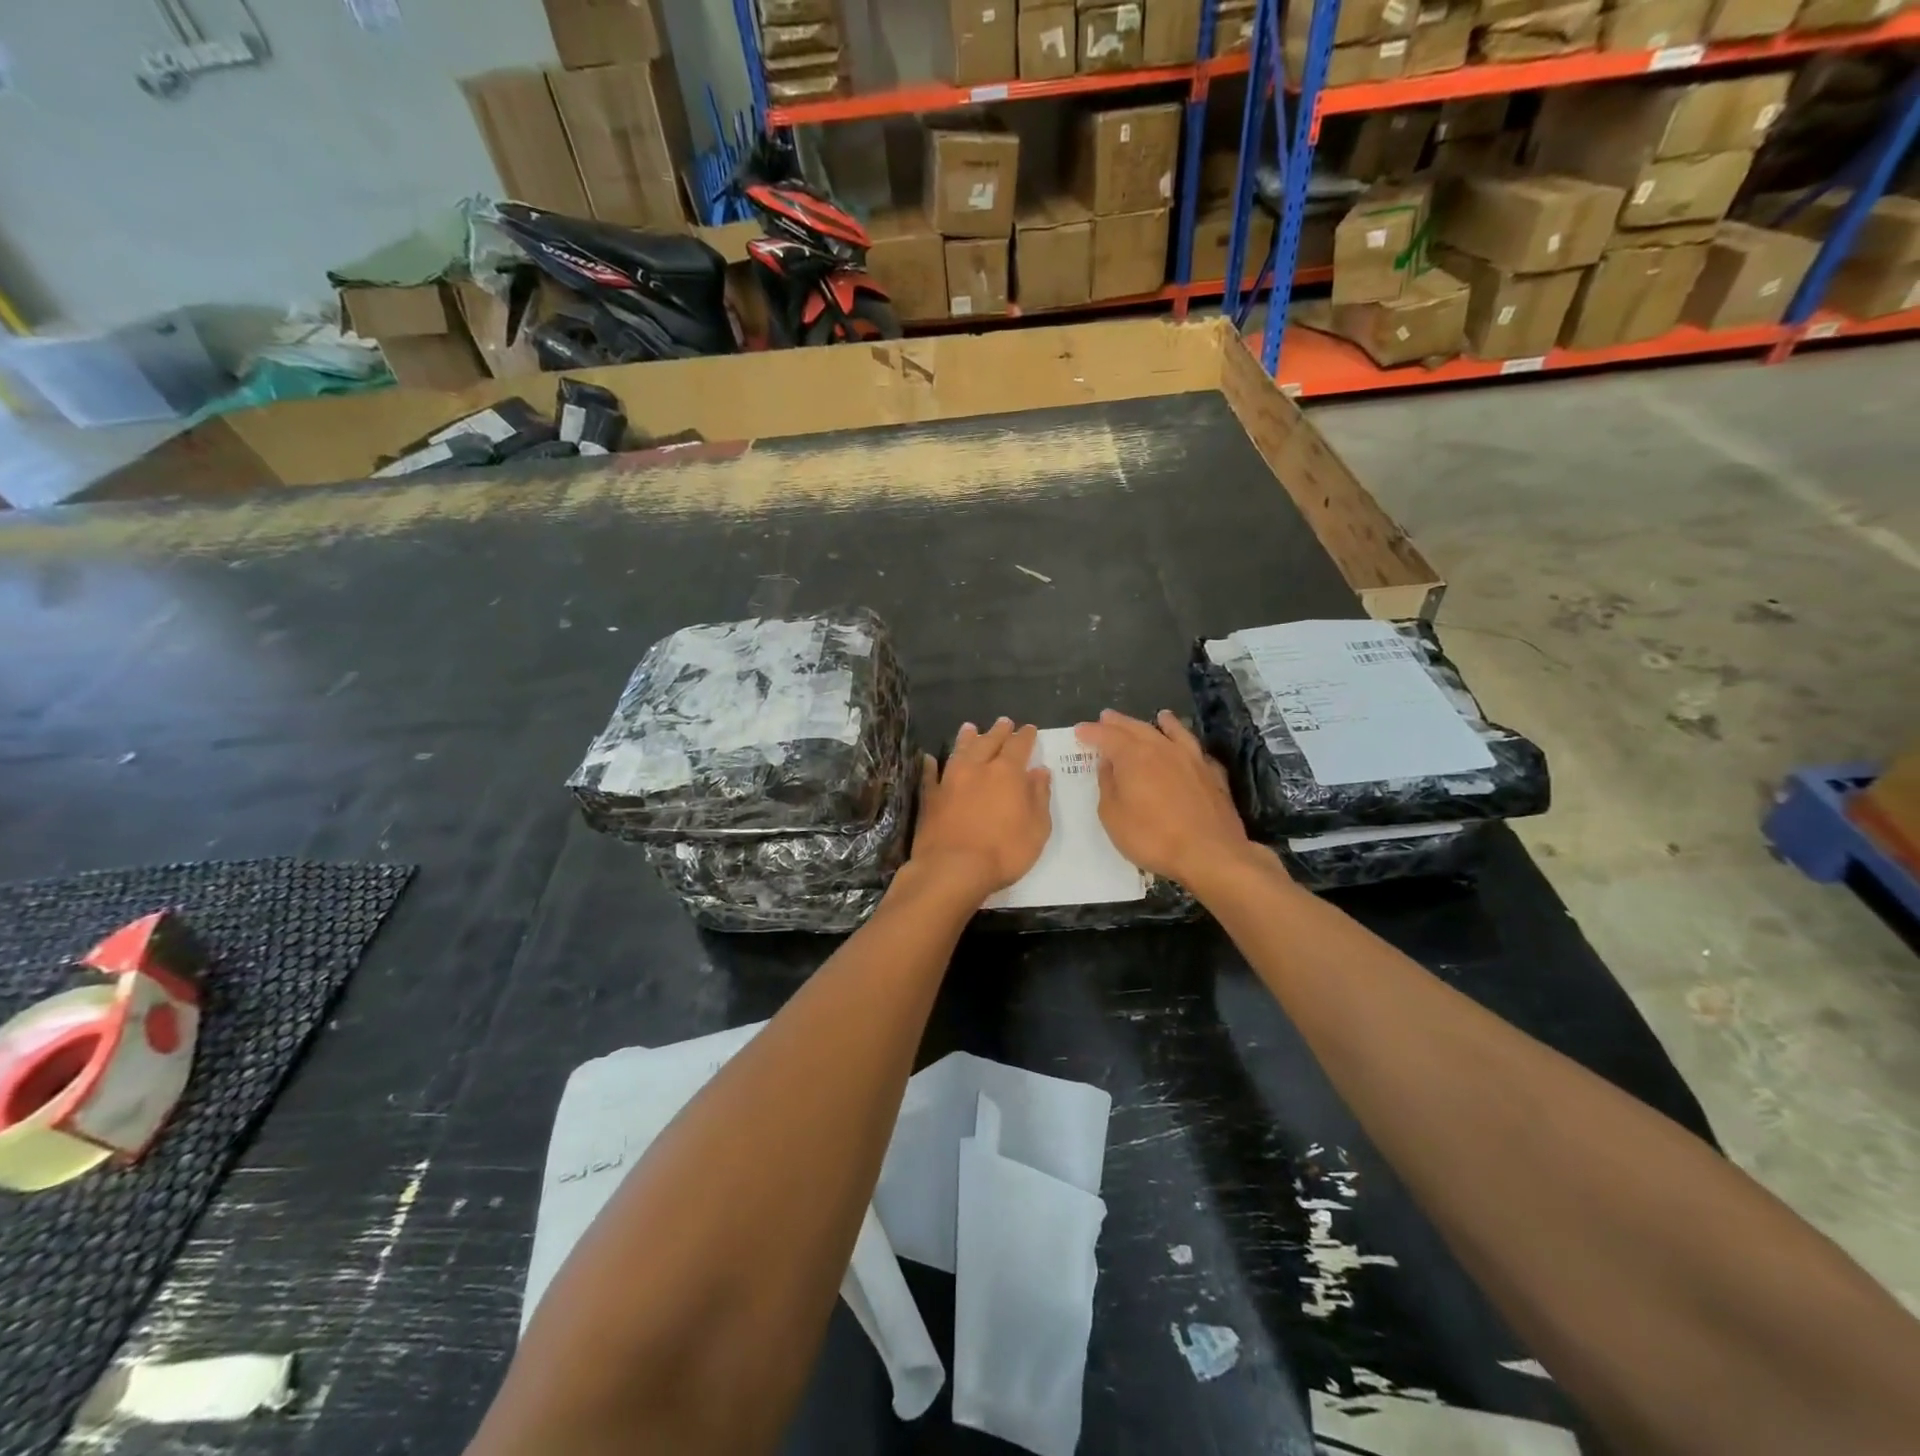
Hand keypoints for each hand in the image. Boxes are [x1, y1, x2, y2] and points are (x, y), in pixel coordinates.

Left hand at [910, 718, 1051, 899]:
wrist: (952, 868)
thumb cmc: (1003, 852)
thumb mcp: (1036, 828)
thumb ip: (1039, 797)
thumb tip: (1040, 771)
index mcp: (1007, 772)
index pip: (1019, 745)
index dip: (1026, 736)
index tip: (1029, 729)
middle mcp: (977, 768)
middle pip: (989, 741)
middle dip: (998, 731)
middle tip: (1004, 722)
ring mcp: (950, 780)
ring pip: (960, 751)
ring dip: (967, 738)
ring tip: (970, 727)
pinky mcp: (930, 797)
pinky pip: (930, 774)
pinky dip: (931, 765)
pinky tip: (929, 759)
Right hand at [1075, 709, 1249, 886]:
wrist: (1209, 854)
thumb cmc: (1152, 837)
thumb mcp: (1113, 815)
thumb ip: (1108, 785)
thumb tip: (1108, 764)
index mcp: (1134, 756)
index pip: (1107, 736)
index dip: (1092, 732)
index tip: (1079, 731)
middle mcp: (1163, 749)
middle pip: (1138, 728)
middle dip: (1120, 723)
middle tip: (1107, 717)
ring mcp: (1192, 759)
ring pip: (1174, 732)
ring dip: (1162, 723)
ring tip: (1158, 715)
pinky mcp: (1213, 775)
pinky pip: (1196, 750)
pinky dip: (1189, 745)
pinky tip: (1189, 747)